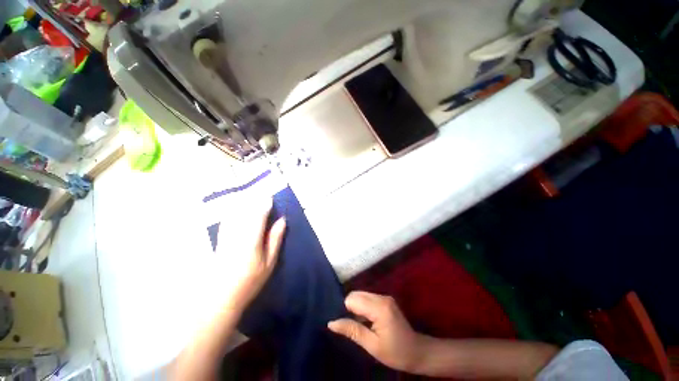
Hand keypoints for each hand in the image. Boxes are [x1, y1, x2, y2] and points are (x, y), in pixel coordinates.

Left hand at [216, 198, 285, 310]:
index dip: (265, 204)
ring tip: (252, 196)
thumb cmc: (250, 281)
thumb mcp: (269, 262)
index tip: (271, 198)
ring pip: (235, 212)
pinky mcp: (219, 237)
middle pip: (245, 211)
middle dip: (254, 200)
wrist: (221, 296)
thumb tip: (282, 220)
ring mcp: (226, 235)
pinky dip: (234, 209)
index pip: (258, 216)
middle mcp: (237, 234)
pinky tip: (238, 206)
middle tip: (262, 194)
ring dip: (243, 202)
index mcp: (251, 241)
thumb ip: (275, 239)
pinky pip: (227, 218)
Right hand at [328, 291, 425, 372]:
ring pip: (361, 294)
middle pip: (356, 294)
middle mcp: (381, 297)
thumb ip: (352, 331)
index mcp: (379, 308)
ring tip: (359, 324)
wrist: (417, 352)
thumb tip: (331, 323)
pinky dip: (363, 306)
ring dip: (356, 307)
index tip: (348, 325)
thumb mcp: (372, 345)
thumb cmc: (395, 352)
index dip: (346, 311)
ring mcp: (384, 296)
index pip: (353, 299)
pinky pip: (368, 297)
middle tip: (353, 325)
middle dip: (350, 307)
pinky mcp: (386, 299)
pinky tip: (366, 320)